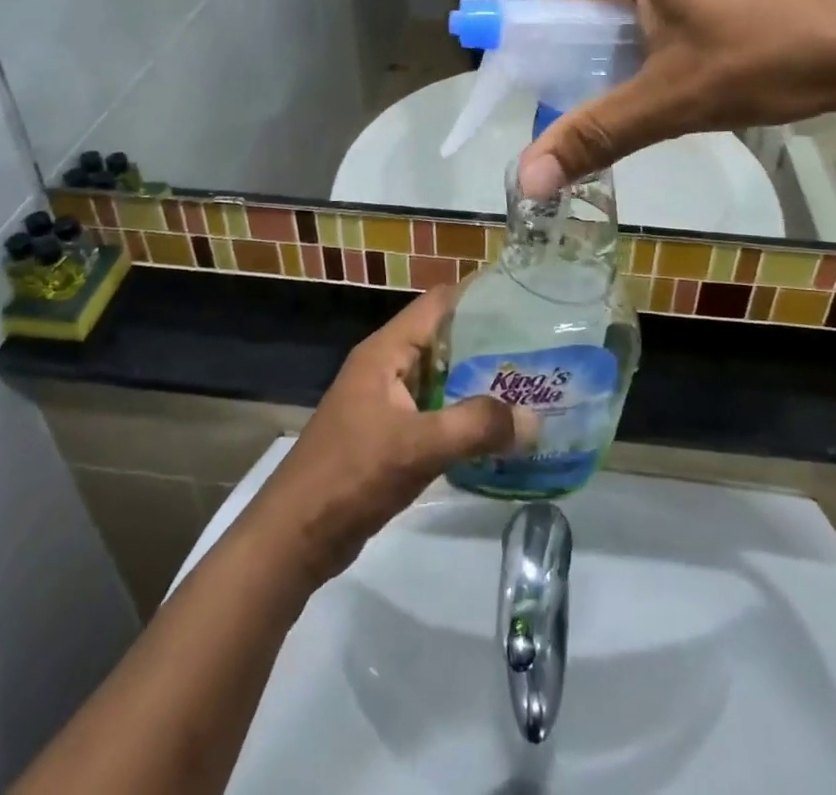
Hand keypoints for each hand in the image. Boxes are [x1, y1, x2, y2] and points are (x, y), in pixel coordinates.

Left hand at [245, 289, 531, 586]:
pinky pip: (435, 414)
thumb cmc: (351, 475)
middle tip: (540, 352)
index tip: (524, 304)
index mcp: (386, 350)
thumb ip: (476, 427)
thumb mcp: (417, 446)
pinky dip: (464, 418)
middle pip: (444, 340)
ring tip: (530, 389)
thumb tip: (535, 419)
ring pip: (442, 380)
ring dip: (479, 384)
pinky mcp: (390, 436)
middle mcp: (387, 367)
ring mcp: (387, 402)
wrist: (295, 537)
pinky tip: (498, 433)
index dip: (479, 298)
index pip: (438, 304)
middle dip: (488, 345)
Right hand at [517, 0, 835, 197]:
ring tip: (660, 94)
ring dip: (638, 52)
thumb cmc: (767, 58)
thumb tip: (527, 179)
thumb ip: (597, 134)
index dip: (555, 54)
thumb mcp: (672, 100)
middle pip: (602, 5)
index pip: (564, 2)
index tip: (566, 101)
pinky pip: (676, 1)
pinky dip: (671, 38)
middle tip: (617, 105)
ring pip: (641, 7)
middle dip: (601, 57)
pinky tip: (697, 70)